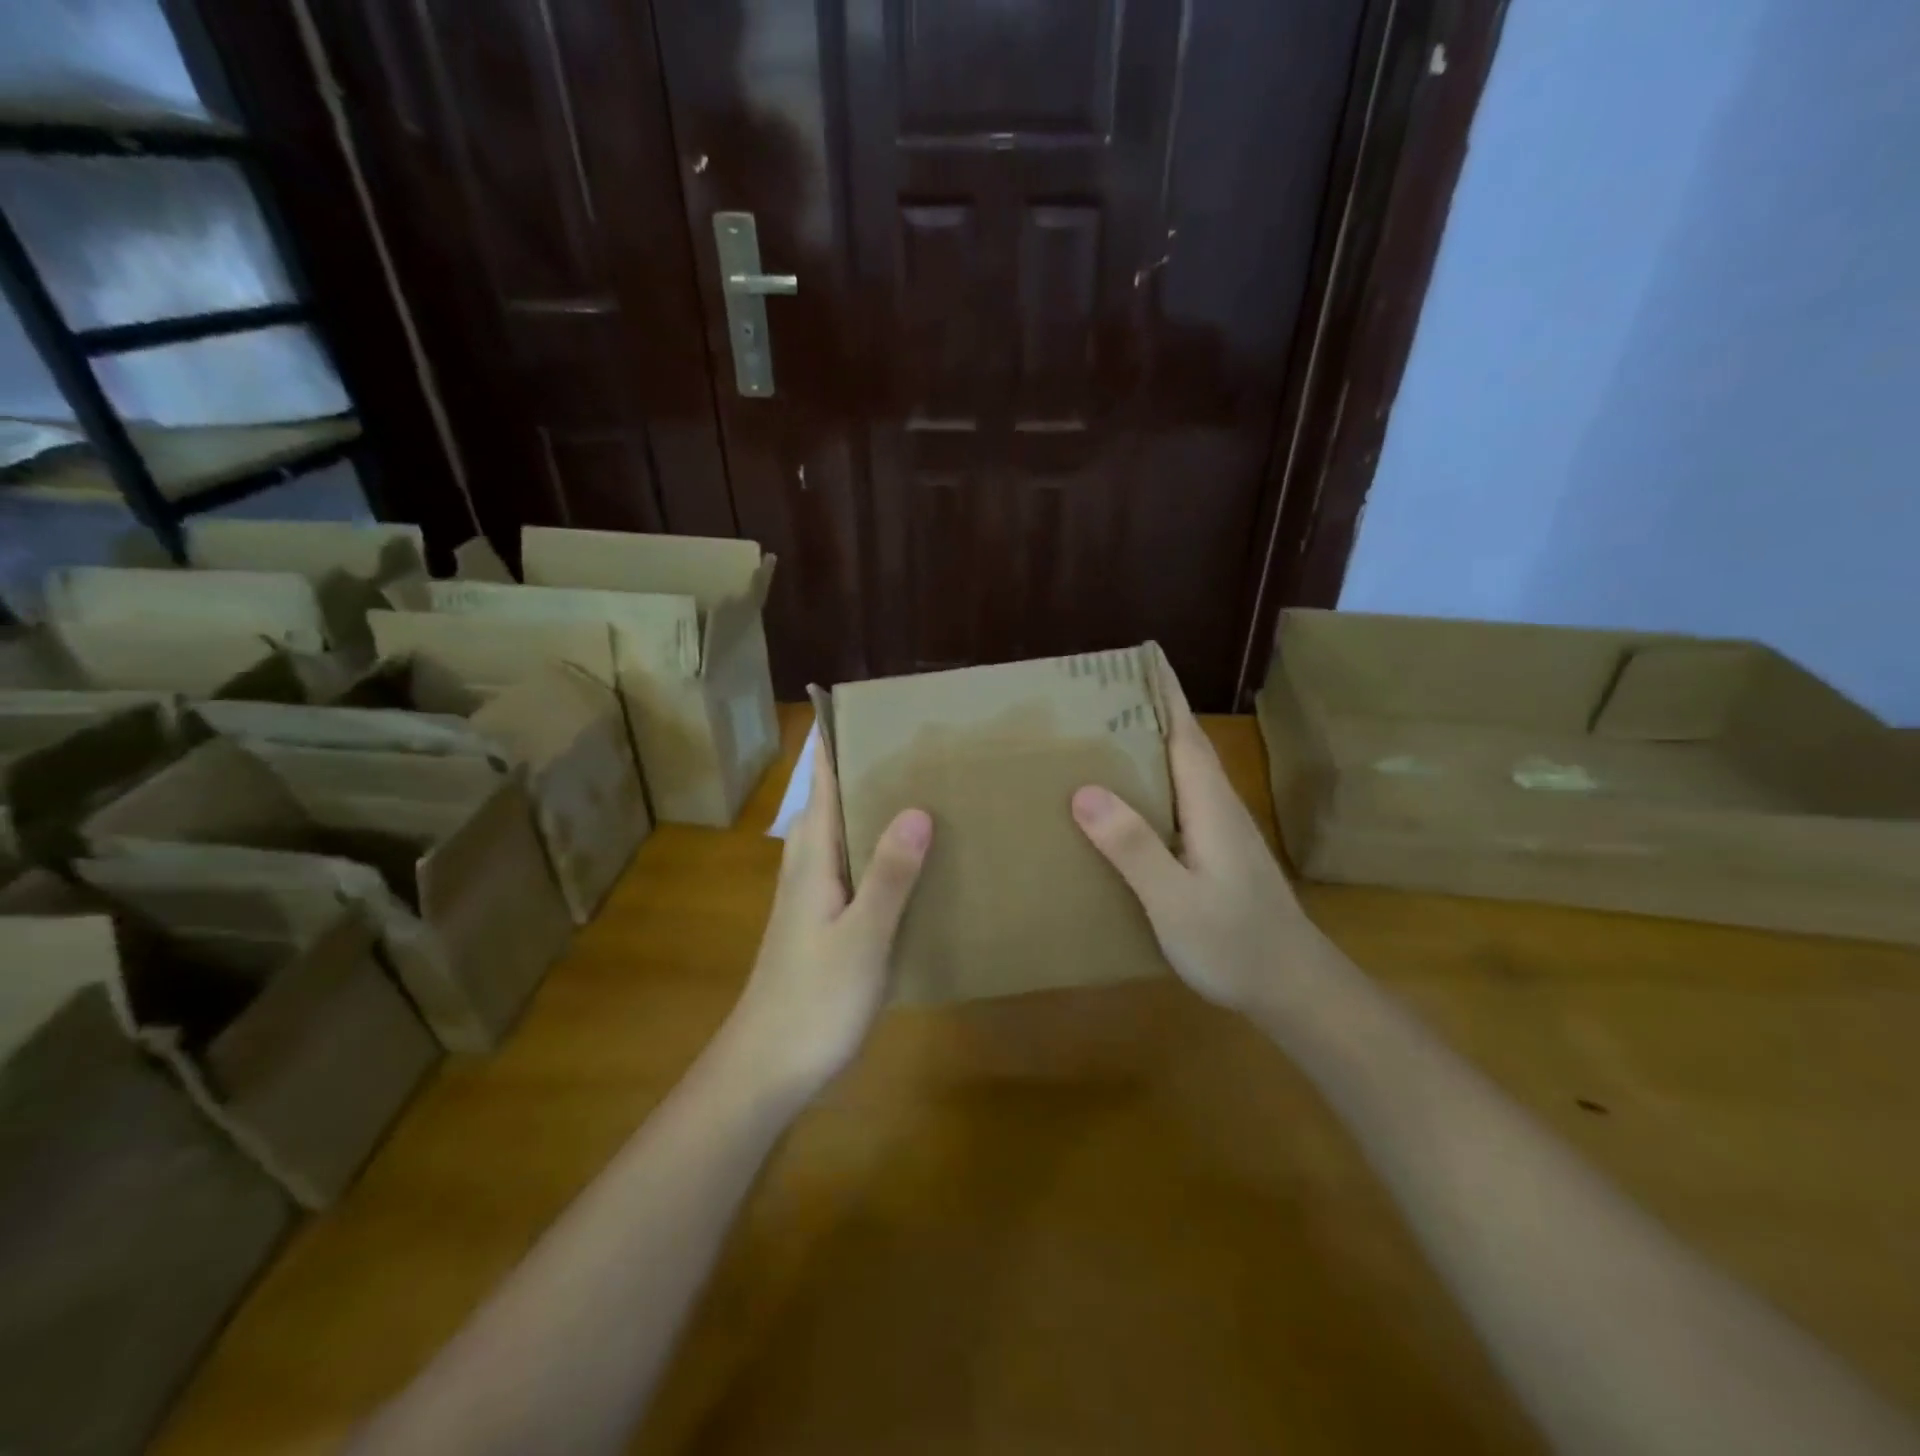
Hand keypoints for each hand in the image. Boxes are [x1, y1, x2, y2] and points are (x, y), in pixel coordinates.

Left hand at [719, 735, 932, 1104]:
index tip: (872, 708)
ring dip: (876, 806)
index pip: (822, 781)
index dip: (839, 741)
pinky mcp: (824, 920)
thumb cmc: (813, 999)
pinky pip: (854, 865)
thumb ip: (889, 874)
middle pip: (834, 799)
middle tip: (921, 742)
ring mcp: (814, 895)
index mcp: (812, 857)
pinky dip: (880, 847)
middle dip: (868, 766)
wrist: (768, 1068)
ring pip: (845, 832)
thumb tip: (918, 807)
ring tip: (926, 785)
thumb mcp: (861, 936)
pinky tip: (914, 857)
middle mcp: (809, 865)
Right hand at [1071, 671, 1319, 1014]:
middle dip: (1152, 711)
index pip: (1185, 733)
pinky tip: (1128, 801)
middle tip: (1102, 694)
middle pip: (1184, 745)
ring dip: (1152, 745)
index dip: (1166, 694)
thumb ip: (1133, 846)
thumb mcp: (1174, 900)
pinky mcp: (1220, 854)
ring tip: (1105, 736)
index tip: (1144, 657)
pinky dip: (1155, 783)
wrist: (1294, 989)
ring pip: (1184, 773)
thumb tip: (1084, 791)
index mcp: (1210, 805)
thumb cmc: (1235, 943)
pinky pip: (1182, 800)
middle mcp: (1220, 807)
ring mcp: (1223, 832)